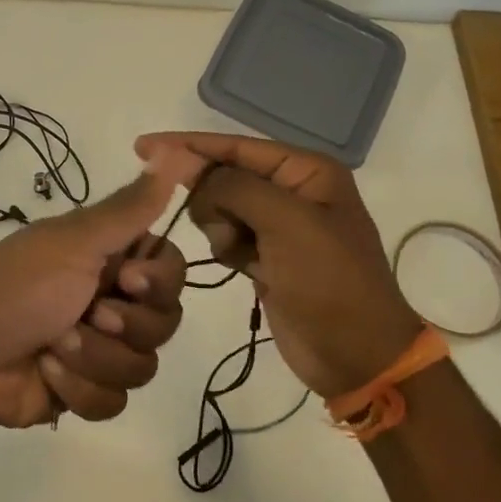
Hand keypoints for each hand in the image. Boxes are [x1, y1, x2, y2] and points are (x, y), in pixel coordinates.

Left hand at [0, 152, 197, 427]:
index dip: (159, 281)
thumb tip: (173, 151)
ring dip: (95, 357)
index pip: (172, 270)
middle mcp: (111, 300)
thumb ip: (129, 207)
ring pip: (143, 365)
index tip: (128, 279)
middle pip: (164, 321)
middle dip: (125, 325)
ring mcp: (99, 349)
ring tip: (54, 346)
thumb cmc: (16, 286)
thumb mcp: (74, 240)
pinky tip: (46, 374)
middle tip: (88, 313)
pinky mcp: (85, 391)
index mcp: (109, 258)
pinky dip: (79, 389)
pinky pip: (115, 401)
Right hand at [135, 132, 422, 399]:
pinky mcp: (266, 257)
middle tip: (229, 235)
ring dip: (221, 231)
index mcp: (306, 170)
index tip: (142, 147)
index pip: (235, 145)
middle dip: (213, 201)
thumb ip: (234, 187)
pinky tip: (247, 269)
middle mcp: (292, 190)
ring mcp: (278, 226)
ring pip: (219, 209)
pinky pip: (226, 238)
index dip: (188, 145)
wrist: (358, 356)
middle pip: (223, 176)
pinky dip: (227, 250)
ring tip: (246, 257)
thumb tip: (191, 173)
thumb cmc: (330, 282)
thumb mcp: (287, 223)